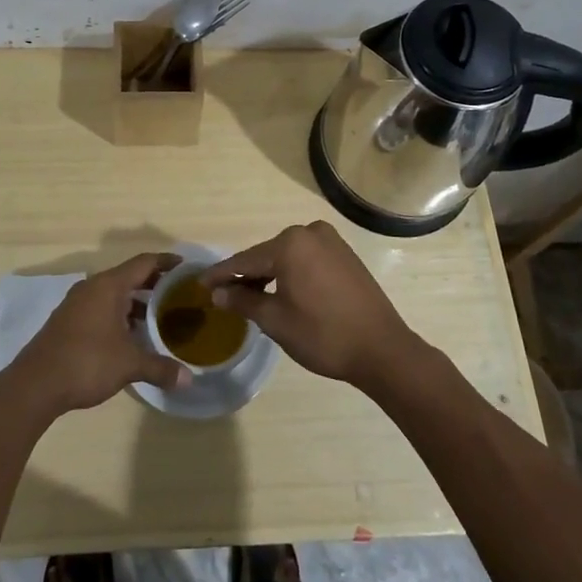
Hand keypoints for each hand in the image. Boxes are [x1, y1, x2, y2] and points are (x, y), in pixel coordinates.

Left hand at [5, 252, 190, 416]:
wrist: (35, 385)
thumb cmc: (86, 363)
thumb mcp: (129, 365)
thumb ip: (160, 368)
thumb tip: (188, 379)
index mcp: (109, 286)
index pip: (144, 263)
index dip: (167, 262)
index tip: (186, 266)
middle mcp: (92, 287)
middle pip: (129, 276)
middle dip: (154, 284)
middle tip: (178, 294)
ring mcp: (77, 304)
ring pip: (114, 294)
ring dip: (136, 302)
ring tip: (159, 317)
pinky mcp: (68, 321)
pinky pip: (101, 307)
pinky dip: (119, 314)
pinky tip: (131, 335)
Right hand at [200, 222, 422, 389]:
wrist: (382, 349)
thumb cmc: (322, 334)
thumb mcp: (275, 320)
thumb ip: (243, 300)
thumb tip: (218, 292)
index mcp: (290, 244)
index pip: (245, 260)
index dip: (221, 274)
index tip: (200, 283)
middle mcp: (310, 233)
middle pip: (267, 255)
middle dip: (247, 274)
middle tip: (225, 294)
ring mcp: (332, 242)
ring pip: (288, 257)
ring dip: (270, 274)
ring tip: (252, 297)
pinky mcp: (346, 255)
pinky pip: (308, 260)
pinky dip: (292, 273)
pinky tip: (284, 292)